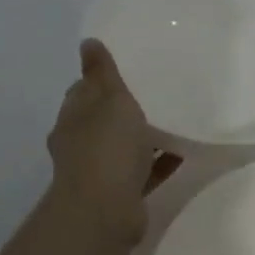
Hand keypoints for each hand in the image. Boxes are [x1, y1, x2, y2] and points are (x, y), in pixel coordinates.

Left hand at [46, 40, 182, 245]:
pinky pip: (143, 172)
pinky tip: (181, 151)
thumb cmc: (107, 147)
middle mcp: (80, 145)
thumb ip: (102, 72)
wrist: (106, 212)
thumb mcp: (109, 99)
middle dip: (121, 109)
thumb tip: (87, 42)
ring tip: (171, 119)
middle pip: (101, 120)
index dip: (99, 79)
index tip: (124, 69)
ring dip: (141, 137)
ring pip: (122, 147)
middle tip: (153, 91)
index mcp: (72, 119)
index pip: (82, 92)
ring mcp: (98, 172)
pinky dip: (158, 161)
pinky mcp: (120, 194)